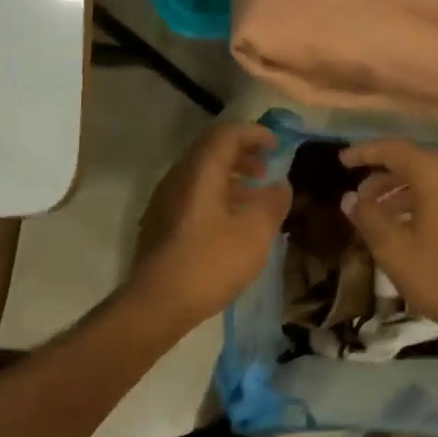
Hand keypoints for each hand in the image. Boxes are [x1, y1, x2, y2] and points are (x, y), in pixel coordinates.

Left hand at [132, 122, 292, 326]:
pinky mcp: (160, 223)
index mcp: (200, 170)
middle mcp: (178, 177)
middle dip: (242, 153)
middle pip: (211, 150)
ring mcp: (165, 200)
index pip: (227, 133)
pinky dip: (217, 195)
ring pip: (201, 174)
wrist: (157, 304)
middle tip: (266, 168)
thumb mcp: (255, 233)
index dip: (254, 133)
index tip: (277, 145)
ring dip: (230, 176)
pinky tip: (231, 221)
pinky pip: (193, 194)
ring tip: (254, 195)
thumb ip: (272, 203)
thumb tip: (280, 185)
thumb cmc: (210, 262)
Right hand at [341, 139, 437, 354]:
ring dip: (406, 192)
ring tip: (383, 216)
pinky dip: (429, 201)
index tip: (342, 161)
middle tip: (360, 198)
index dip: (365, 153)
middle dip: (384, 177)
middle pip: (417, 162)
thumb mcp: (396, 252)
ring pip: (437, 180)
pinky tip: (416, 227)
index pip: (395, 150)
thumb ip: (369, 219)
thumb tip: (350, 198)